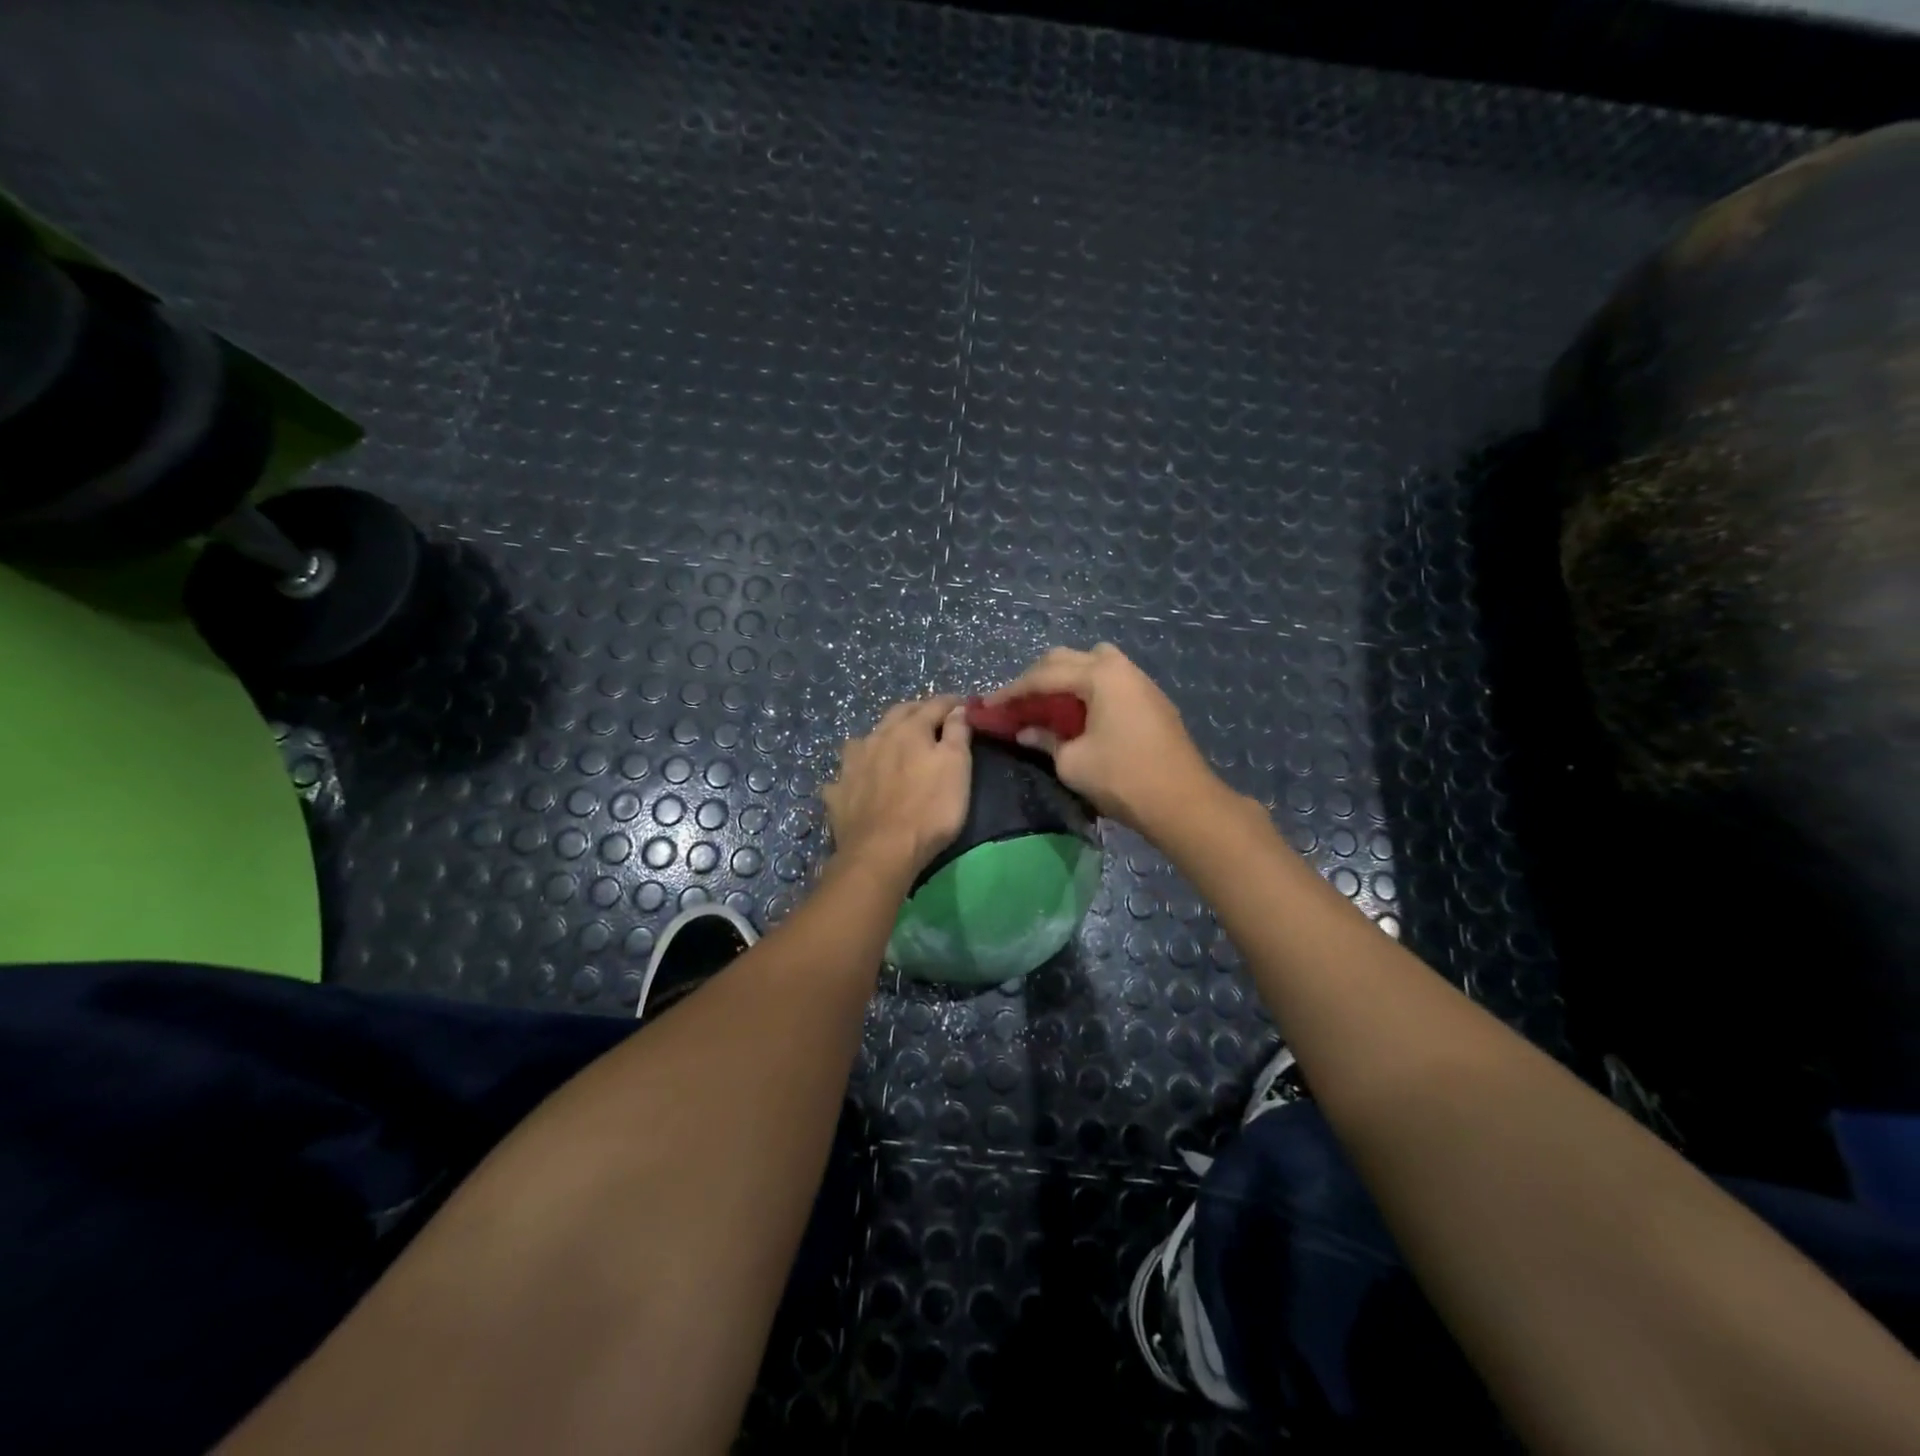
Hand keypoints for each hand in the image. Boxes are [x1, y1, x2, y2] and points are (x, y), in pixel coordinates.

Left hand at [823, 696, 972, 879]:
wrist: (881, 852)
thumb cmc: (929, 809)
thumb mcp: (956, 768)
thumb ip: (957, 733)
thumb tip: (958, 708)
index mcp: (909, 729)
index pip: (934, 705)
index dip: (952, 703)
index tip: (964, 705)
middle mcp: (876, 737)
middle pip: (898, 714)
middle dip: (917, 711)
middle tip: (932, 718)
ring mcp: (851, 764)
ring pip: (866, 739)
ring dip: (882, 737)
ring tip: (892, 745)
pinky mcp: (837, 792)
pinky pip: (846, 774)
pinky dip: (857, 772)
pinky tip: (859, 781)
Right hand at [987, 644, 1223, 835]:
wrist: (1182, 802)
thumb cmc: (1122, 778)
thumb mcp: (1072, 761)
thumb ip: (1045, 740)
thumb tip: (1026, 732)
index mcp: (1100, 675)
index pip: (1044, 675)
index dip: (1012, 691)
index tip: (988, 706)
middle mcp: (1121, 668)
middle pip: (1068, 659)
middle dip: (1037, 678)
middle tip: (1016, 702)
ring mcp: (1140, 682)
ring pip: (1093, 663)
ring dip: (1065, 678)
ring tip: (1047, 703)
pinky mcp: (1151, 700)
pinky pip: (1111, 681)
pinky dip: (1087, 689)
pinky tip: (1077, 713)